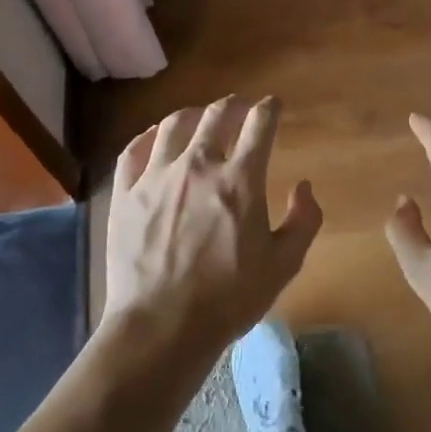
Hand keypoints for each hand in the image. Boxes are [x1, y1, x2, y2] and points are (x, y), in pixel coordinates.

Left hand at [102, 96, 322, 356]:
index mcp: (240, 180)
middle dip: (234, 105)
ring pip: (174, 125)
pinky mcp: (126, 194)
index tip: (273, 105)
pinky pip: (134, 150)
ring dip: (193, 114)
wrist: (162, 326)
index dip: (269, 108)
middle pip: (217, 116)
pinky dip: (149, 136)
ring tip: (200, 117)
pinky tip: (156, 137)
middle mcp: (198, 166)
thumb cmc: (229, 299)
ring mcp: (156, 176)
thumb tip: (305, 187)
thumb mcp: (283, 265)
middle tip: (240, 106)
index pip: (259, 125)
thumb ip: (303, 221)